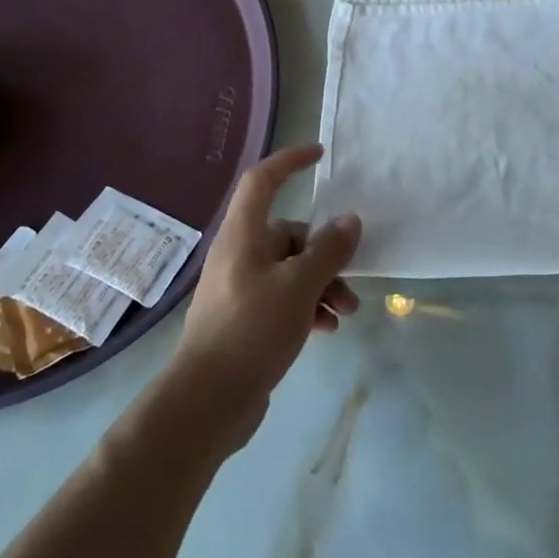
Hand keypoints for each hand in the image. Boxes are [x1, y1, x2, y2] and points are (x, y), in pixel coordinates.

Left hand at [168, 144, 360, 449]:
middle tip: (351, 279)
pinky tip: (326, 330)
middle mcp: (239, 254)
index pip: (262, 180)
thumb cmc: (251, 330)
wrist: (207, 402)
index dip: (289, 161)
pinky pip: (284, 298)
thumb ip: (329, 250)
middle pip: (290, 234)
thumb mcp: (300, 286)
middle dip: (326, 254)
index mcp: (244, 235)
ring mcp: (241, 287)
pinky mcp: (245, 318)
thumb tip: (350, 221)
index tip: (320, 154)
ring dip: (323, 285)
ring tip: (345, 313)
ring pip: (291, 269)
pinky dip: (307, 307)